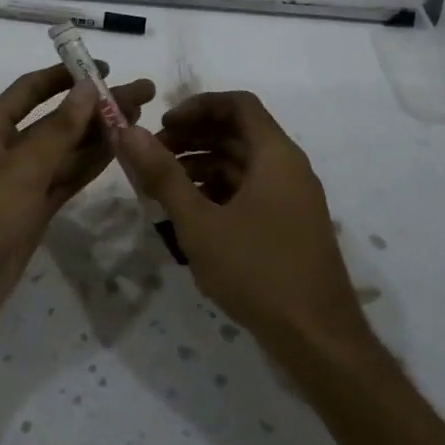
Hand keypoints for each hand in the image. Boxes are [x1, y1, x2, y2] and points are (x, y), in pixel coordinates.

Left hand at [0, 64, 154, 363]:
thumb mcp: (20, 170)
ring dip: (99, 134)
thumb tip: (88, 87)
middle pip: (56, 119)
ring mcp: (20, 183)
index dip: (65, 76)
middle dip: (95, 105)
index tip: (105, 68)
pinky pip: (65, 179)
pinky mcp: (33, 211)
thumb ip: (58, 130)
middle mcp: (4, 150)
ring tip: (140, 117)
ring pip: (65, 150)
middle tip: (142, 93)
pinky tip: (119, 150)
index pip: (30, 90)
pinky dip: (89, 165)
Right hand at [115, 91, 367, 352]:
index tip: (163, 125)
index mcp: (276, 155)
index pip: (238, 104)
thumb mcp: (199, 222)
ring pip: (242, 165)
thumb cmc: (257, 271)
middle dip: (193, 138)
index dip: (197, 106)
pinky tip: (189, 216)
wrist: (318, 340)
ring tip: (161, 189)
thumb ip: (162, 175)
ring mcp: (291, 199)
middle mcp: (288, 168)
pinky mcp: (288, 227)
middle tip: (153, 156)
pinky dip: (218, 193)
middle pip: (238, 133)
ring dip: (201, 167)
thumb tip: (127, 132)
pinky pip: (250, 192)